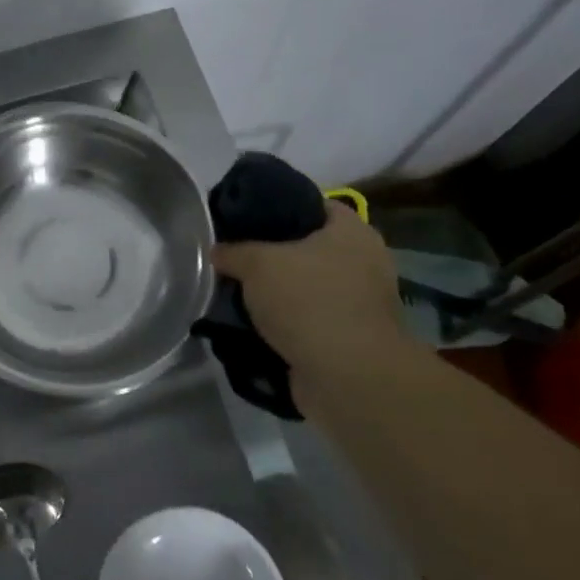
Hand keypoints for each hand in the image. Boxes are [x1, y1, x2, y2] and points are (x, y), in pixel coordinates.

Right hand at [213, 204, 414, 382]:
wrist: (347, 376)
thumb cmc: (308, 301)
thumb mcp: (257, 263)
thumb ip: (233, 252)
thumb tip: (217, 252)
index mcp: (351, 232)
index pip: (312, 203)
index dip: (276, 205)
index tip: (242, 217)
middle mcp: (362, 262)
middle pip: (306, 247)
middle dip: (270, 254)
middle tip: (233, 256)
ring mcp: (358, 303)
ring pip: (304, 287)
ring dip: (274, 293)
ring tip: (235, 292)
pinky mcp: (347, 338)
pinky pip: (306, 320)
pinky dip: (283, 323)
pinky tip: (249, 324)